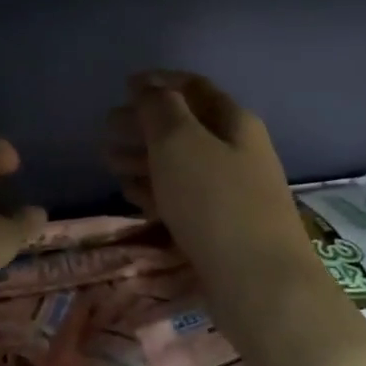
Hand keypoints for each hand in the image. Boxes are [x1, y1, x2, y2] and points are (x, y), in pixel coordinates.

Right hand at [103, 71, 310, 279]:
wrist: (259, 284)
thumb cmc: (215, 202)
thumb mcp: (180, 143)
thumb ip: (160, 109)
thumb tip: (148, 88)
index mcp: (234, 122)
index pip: (194, 87)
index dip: (159, 82)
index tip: (124, 86)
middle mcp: (237, 152)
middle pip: (185, 126)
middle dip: (144, 124)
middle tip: (106, 129)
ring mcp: (231, 192)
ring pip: (180, 164)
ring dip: (143, 158)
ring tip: (108, 162)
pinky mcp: (220, 228)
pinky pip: (182, 198)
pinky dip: (156, 191)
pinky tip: (132, 195)